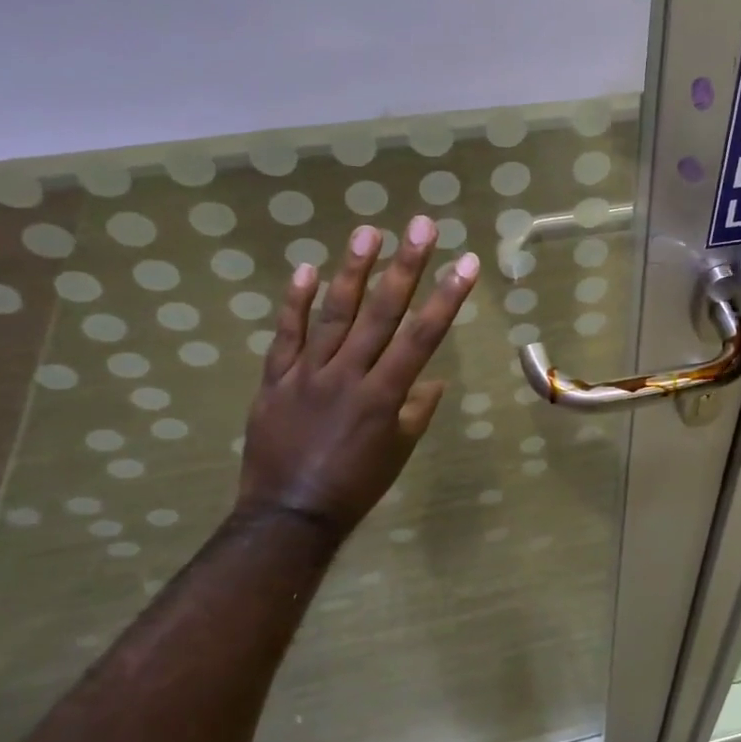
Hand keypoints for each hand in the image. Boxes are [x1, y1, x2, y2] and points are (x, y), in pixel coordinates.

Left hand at [236, 215, 478, 540]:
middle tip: (420, 225)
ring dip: (353, 272)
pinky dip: (294, 303)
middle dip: (405, 266)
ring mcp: (307, 375)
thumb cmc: (355, 485)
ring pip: (333, 315)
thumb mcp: (398, 451)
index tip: (466, 263)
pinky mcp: (274, 380)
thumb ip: (416, 410)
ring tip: (368, 233)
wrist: (288, 515)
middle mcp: (348, 376)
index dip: (446, 297)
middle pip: (381, 313)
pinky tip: (306, 269)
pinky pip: (285, 336)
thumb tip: (432, 377)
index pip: (422, 337)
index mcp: (384, 396)